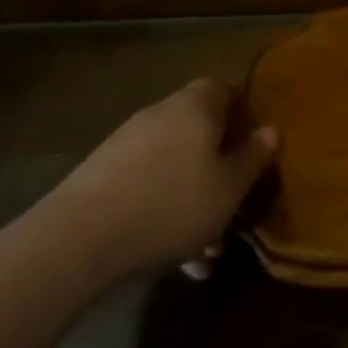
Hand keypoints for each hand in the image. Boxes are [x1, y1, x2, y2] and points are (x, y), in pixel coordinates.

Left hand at [41, 79, 275, 279]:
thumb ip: (252, 158)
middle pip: (200, 132)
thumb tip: (269, 131)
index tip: (256, 146)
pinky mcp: (101, 175)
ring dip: (193, 201)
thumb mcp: (228, 188)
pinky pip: (147, 186)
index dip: (244, 113)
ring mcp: (127, 144)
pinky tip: (172, 257)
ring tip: (204, 253)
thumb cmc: (171, 203)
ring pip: (175, 166)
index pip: (225, 89)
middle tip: (234, 207)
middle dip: (219, 169)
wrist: (79, 238)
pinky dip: (163, 211)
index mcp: (196, 106)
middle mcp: (161, 114)